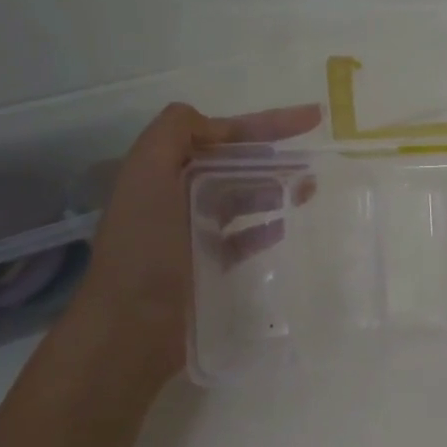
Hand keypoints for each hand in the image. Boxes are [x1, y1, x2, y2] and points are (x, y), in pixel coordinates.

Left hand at [71, 102, 320, 385]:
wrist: (131, 326)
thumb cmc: (144, 248)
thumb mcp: (147, 175)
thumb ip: (174, 133)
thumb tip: (213, 125)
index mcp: (161, 169)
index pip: (219, 134)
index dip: (263, 123)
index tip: (310, 120)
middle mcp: (175, 196)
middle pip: (233, 165)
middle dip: (274, 156)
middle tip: (315, 161)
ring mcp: (190, 232)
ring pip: (241, 199)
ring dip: (274, 188)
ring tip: (310, 189)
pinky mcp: (205, 265)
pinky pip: (242, 238)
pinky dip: (264, 227)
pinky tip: (287, 226)